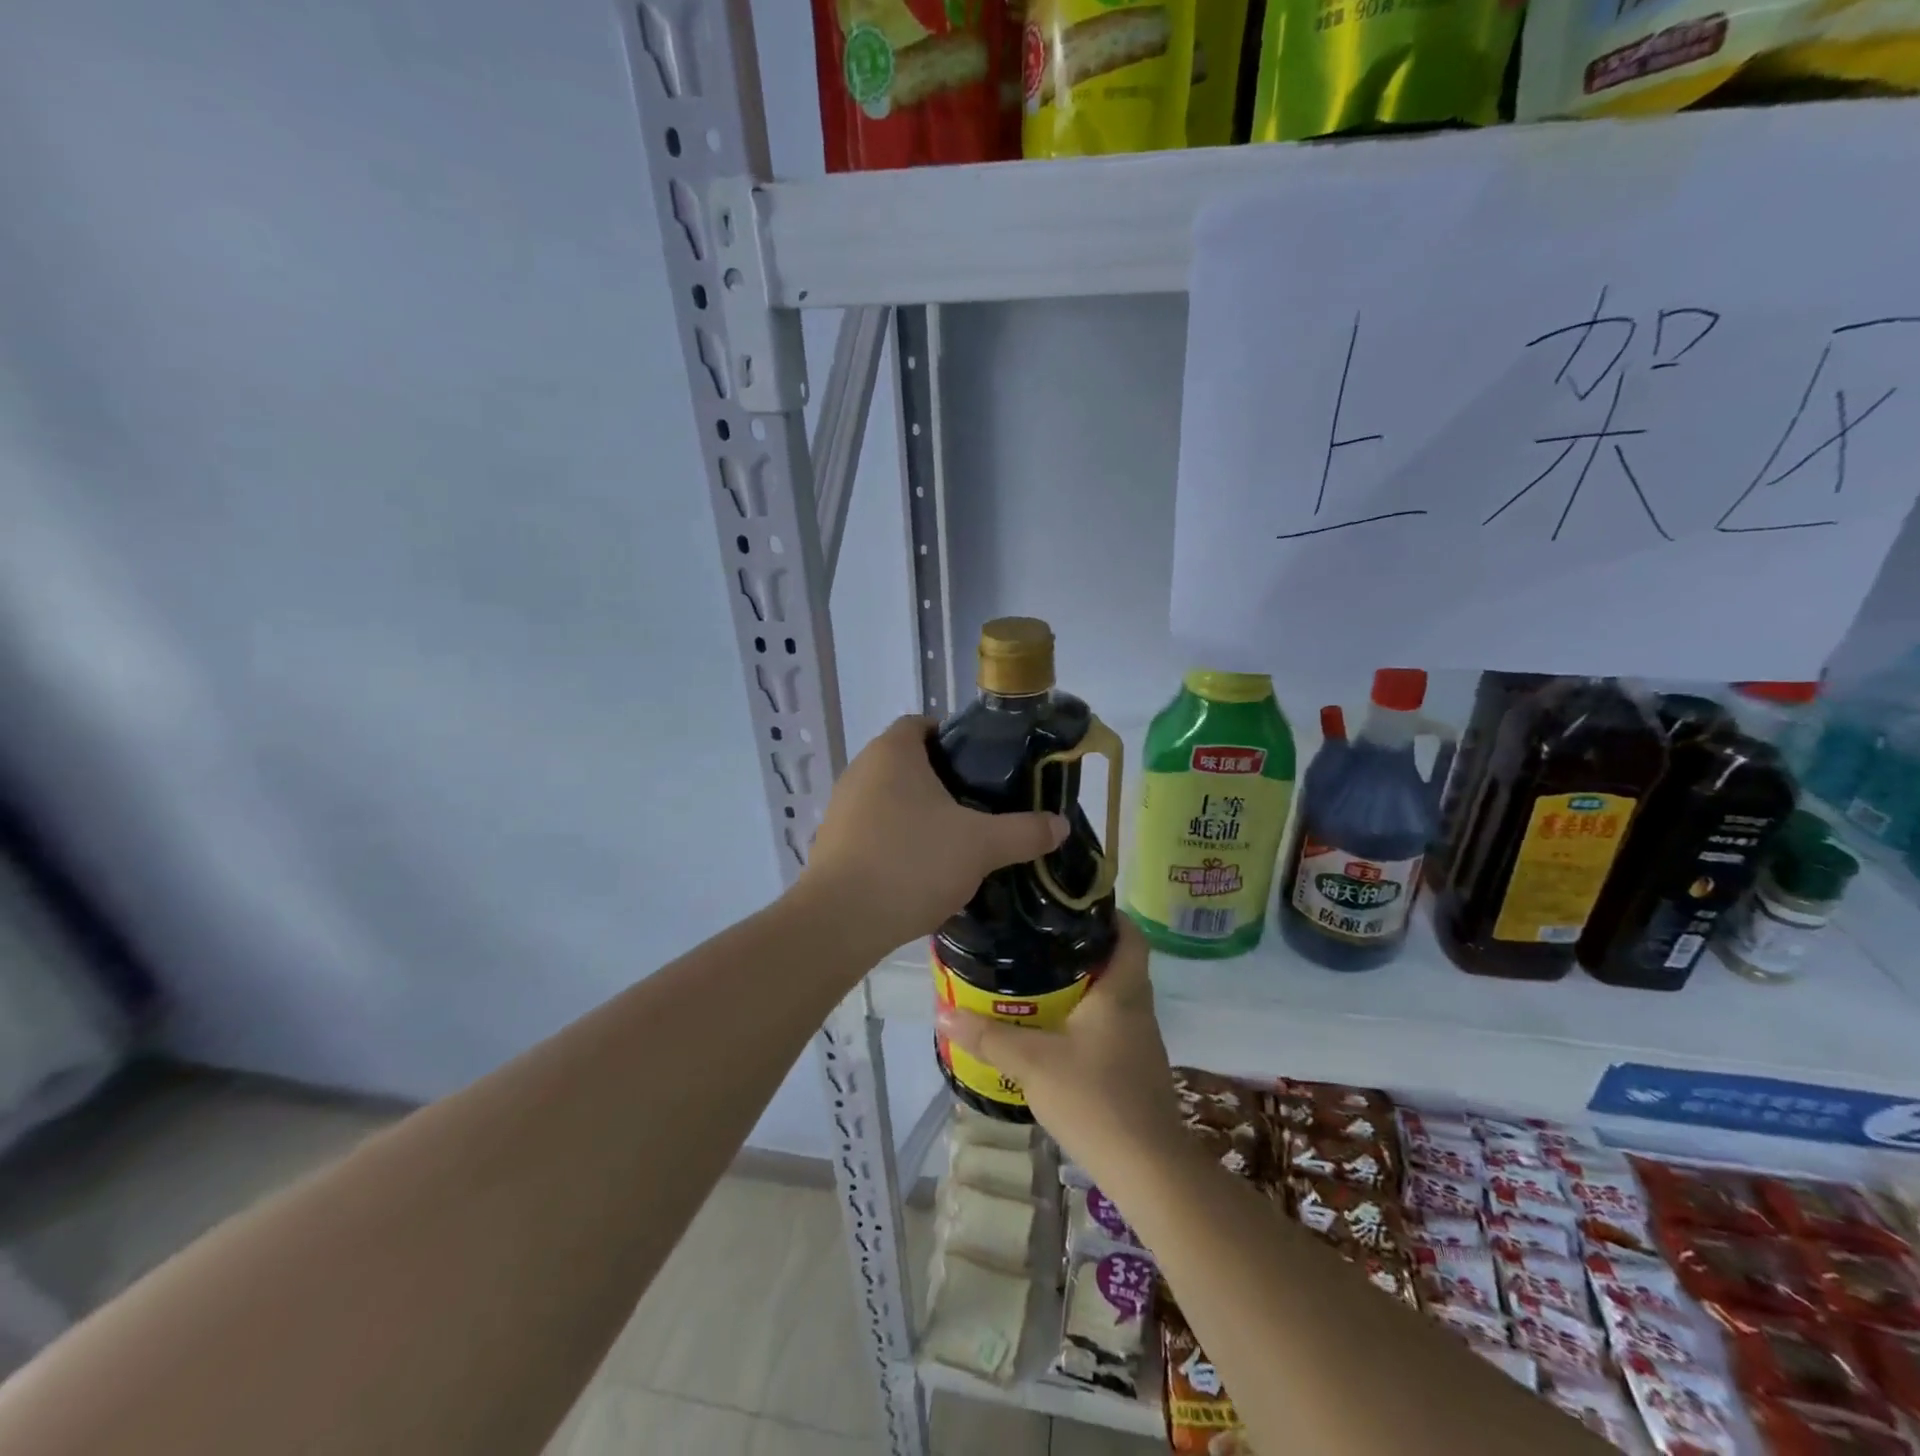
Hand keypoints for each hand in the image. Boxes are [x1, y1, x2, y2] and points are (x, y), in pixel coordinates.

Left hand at [796, 715, 1066, 951]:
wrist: (842, 921)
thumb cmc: (913, 862)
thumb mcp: (981, 846)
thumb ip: (1024, 832)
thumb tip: (1060, 825)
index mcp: (892, 752)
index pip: (923, 724)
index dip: (954, 739)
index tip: (982, 768)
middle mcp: (860, 770)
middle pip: (908, 762)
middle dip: (942, 781)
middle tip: (978, 807)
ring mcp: (840, 808)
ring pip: (890, 798)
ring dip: (919, 814)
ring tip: (954, 841)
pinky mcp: (831, 843)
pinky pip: (873, 830)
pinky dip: (897, 840)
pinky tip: (920, 870)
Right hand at [935, 919, 1183, 1177]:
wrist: (1148, 1170)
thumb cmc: (1095, 1099)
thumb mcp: (1033, 1064)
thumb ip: (989, 1037)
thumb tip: (943, 1013)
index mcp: (1122, 990)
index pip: (1129, 933)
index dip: (1107, 914)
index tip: (1070, 907)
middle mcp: (1137, 1007)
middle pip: (1117, 961)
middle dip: (1081, 949)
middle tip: (1038, 941)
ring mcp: (1140, 1040)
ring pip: (1113, 996)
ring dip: (1083, 986)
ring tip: (1038, 980)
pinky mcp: (1136, 1068)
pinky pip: (1110, 1026)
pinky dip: (1086, 1019)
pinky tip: (1055, 1031)